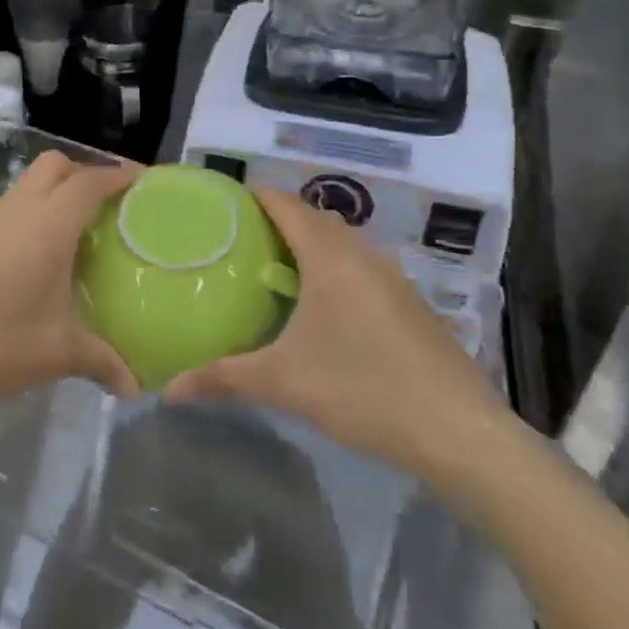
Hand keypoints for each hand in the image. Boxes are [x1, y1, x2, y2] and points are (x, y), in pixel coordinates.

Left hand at [0, 152, 141, 412]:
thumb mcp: (54, 354)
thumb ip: (100, 362)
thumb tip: (135, 388)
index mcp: (47, 227)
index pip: (89, 182)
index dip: (119, 174)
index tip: (144, 180)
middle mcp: (15, 212)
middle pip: (54, 166)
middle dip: (84, 173)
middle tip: (107, 206)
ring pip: (24, 188)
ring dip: (51, 197)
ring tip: (71, 238)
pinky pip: (2, 213)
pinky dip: (24, 220)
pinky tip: (25, 266)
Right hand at [164, 188, 514, 484]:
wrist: (461, 434)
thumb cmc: (364, 390)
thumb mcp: (284, 383)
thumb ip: (223, 379)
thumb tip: (167, 389)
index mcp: (332, 259)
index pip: (287, 205)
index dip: (256, 195)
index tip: (225, 199)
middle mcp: (365, 257)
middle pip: (318, 218)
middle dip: (281, 218)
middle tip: (243, 238)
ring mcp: (396, 281)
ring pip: (346, 245)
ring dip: (314, 245)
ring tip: (278, 268)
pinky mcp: (413, 307)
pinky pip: (365, 269)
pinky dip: (338, 270)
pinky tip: (325, 309)